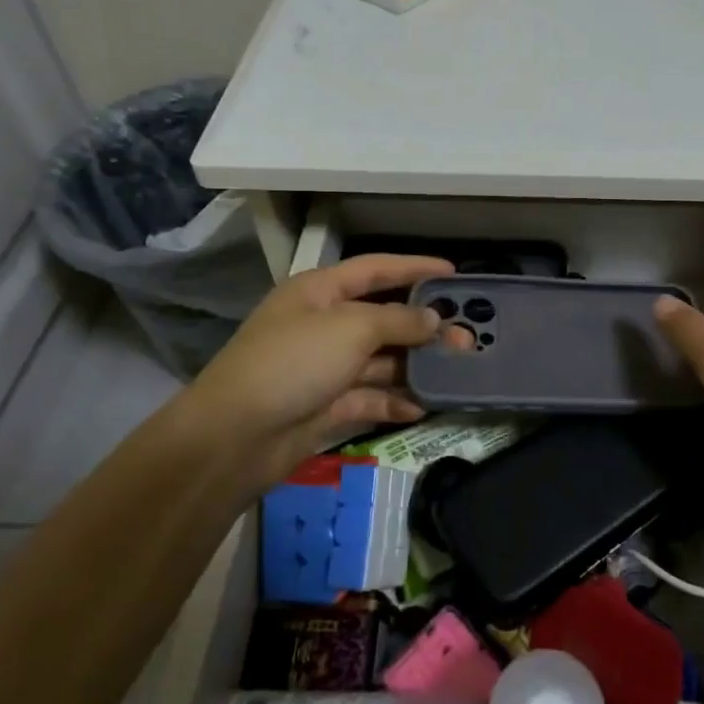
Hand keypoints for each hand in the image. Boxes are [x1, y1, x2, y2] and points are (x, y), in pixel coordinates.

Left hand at [180, 254, 464, 493]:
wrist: (236, 436)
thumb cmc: (293, 362)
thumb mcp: (351, 328)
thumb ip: (399, 321)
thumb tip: (434, 319)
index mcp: (320, 292)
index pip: (375, 269)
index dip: (414, 267)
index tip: (454, 273)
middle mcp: (324, 325)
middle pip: (383, 318)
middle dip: (424, 326)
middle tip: (468, 336)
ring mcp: (325, 367)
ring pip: (381, 361)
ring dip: (416, 365)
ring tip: (457, 371)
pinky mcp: (327, 406)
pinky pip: (370, 398)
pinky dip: (395, 401)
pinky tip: (424, 406)